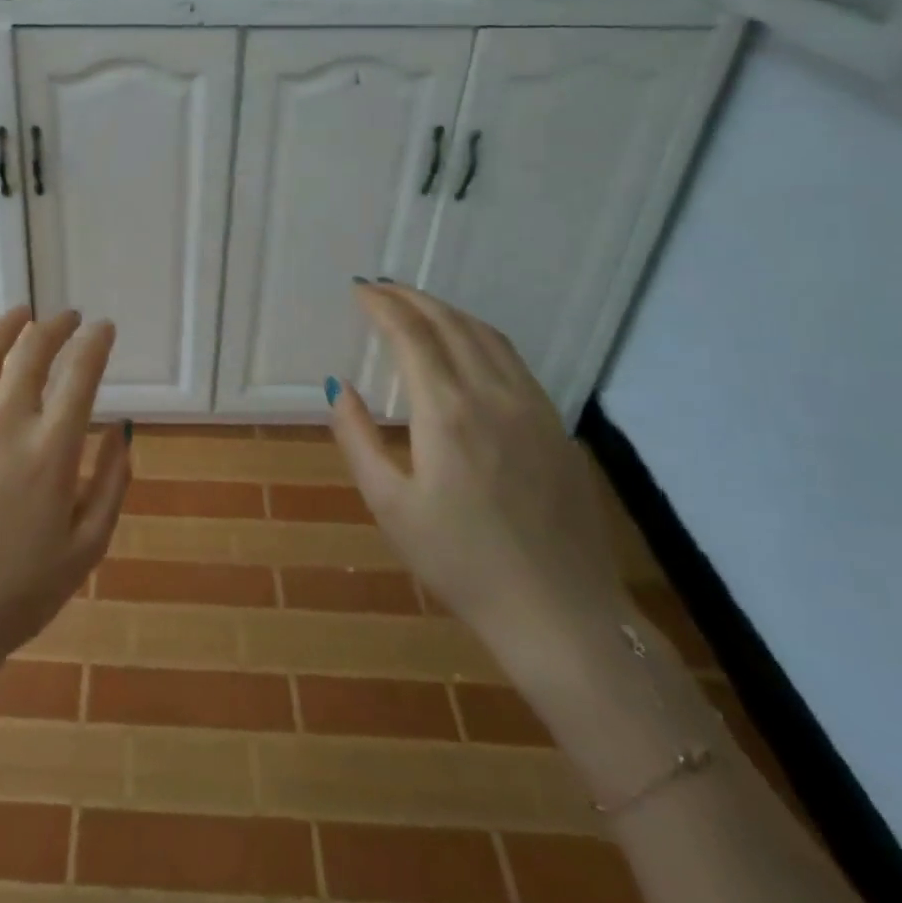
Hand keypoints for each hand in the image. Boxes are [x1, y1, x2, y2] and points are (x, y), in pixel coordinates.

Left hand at [0, 306, 129, 688]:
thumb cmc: (17, 595)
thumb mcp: (86, 549)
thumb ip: (111, 484)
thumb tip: (121, 429)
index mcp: (50, 451)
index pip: (80, 374)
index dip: (96, 343)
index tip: (104, 328)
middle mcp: (4, 424)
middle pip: (33, 353)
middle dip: (56, 327)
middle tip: (67, 318)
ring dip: (7, 326)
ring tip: (22, 312)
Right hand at [326, 282, 625, 651]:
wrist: (562, 614)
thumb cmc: (461, 563)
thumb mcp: (390, 505)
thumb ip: (358, 438)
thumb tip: (339, 386)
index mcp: (447, 411)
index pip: (411, 334)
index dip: (381, 306)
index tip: (358, 290)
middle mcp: (493, 394)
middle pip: (450, 323)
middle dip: (411, 298)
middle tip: (380, 287)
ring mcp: (532, 406)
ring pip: (487, 335)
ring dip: (447, 311)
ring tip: (416, 306)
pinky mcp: (556, 425)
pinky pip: (513, 359)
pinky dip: (479, 334)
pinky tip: (466, 345)